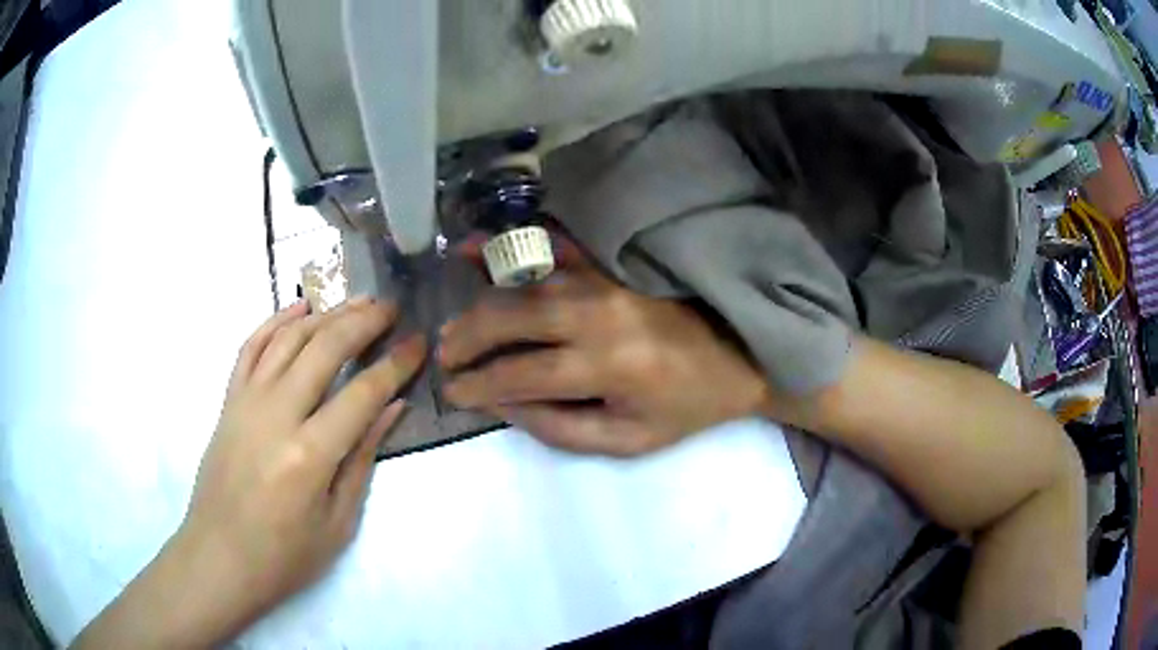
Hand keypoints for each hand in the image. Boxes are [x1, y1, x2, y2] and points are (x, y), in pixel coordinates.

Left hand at [182, 298, 424, 628]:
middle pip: (324, 348)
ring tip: (356, 302)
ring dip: (326, 314)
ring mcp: (246, 402)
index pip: (362, 393)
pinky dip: (276, 321)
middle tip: (391, 308)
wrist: (220, 557)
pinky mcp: (228, 401)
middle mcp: (276, 415)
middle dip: (363, 321)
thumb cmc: (284, 556)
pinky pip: (251, 347)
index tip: (418, 343)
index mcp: (309, 455)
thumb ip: (362, 458)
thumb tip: (392, 407)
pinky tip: (300, 309)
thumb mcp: (338, 522)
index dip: (395, 364)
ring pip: (288, 338)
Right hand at [439, 241, 768, 456]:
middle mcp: (599, 315)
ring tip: (453, 324)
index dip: (479, 385)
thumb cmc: (683, 408)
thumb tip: (499, 404)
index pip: (520, 374)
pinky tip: (476, 247)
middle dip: (467, 339)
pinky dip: (510, 248)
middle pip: (511, 318)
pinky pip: (552, 249)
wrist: (739, 357)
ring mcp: (604, 281)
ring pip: (523, 282)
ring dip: (478, 301)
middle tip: (443, 356)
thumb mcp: (626, 441)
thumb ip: (557, 426)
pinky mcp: (609, 265)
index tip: (452, 393)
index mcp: (608, 367)